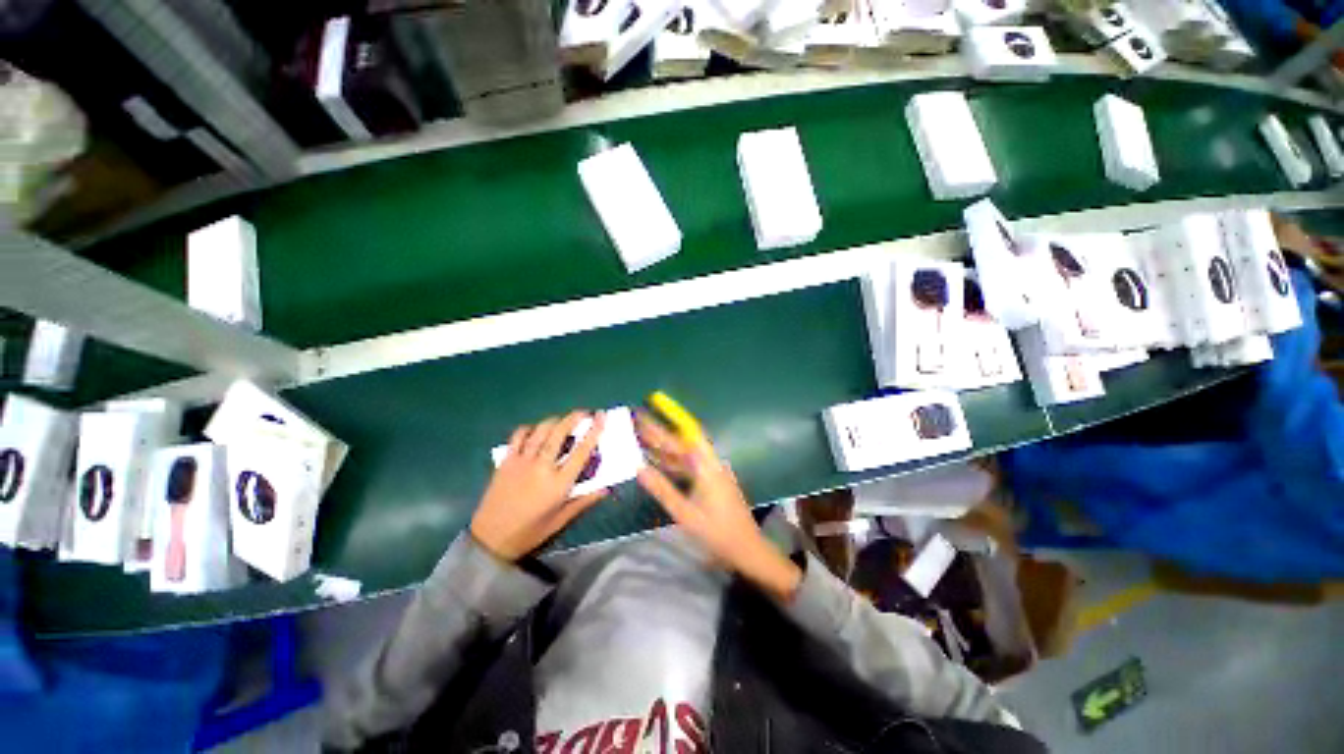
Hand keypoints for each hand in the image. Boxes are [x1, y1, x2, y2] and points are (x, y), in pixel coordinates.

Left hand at [471, 411, 607, 561]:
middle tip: (585, 412)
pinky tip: (536, 430)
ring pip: (540, 431)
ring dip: (555, 420)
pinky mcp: (506, 461)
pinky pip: (519, 436)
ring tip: (564, 419)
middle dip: (574, 418)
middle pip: (560, 433)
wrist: (490, 539)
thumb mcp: (561, 520)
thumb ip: (584, 501)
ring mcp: (521, 461)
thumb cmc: (530, 532)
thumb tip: (606, 489)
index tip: (601, 417)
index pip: (581, 451)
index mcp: (558, 483)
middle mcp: (541, 467)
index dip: (594, 431)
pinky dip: (530, 428)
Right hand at [635, 412, 801, 601]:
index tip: (649, 410)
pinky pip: (690, 466)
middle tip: (638, 422)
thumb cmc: (717, 532)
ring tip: (642, 439)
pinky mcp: (712, 481)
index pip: (682, 436)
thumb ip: (662, 489)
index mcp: (707, 466)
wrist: (748, 549)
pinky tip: (658, 462)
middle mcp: (711, 463)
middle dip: (660, 433)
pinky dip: (673, 463)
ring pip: (685, 454)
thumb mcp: (685, 513)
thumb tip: (639, 468)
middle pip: (682, 443)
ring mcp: (713, 472)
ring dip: (665, 447)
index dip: (665, 421)